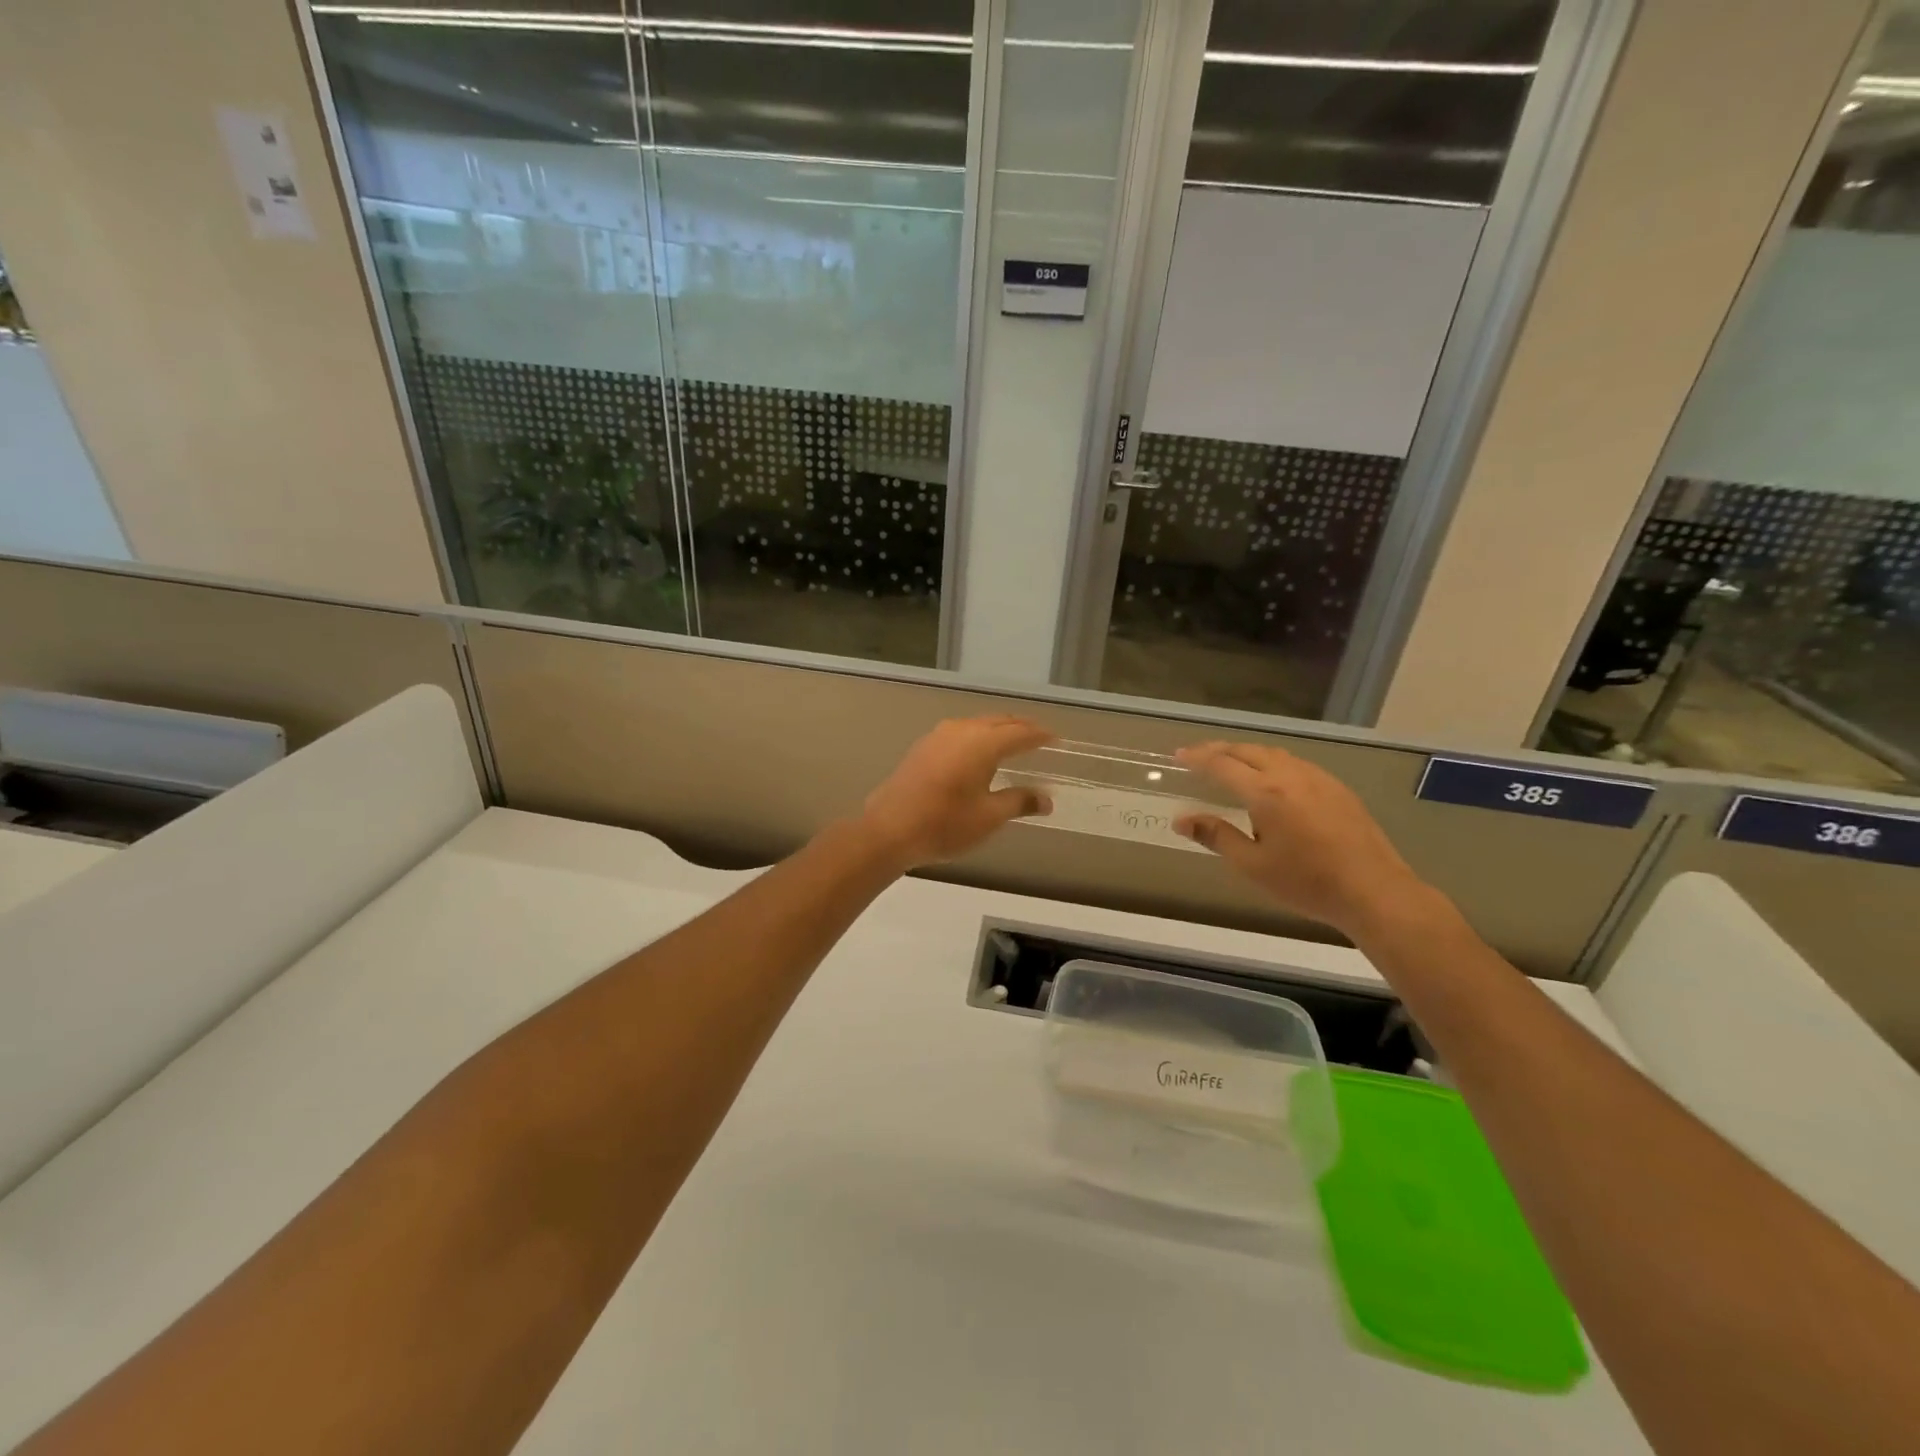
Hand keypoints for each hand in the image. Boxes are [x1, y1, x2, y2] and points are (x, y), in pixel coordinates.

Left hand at [860, 716, 1054, 869]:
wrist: (888, 829)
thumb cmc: (944, 824)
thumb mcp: (988, 817)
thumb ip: (1019, 801)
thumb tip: (1046, 799)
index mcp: (982, 743)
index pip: (1020, 732)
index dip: (1041, 735)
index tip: (1057, 740)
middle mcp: (961, 730)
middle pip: (999, 721)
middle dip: (1021, 728)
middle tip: (1039, 738)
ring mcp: (938, 736)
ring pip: (978, 724)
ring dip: (998, 730)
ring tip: (1013, 743)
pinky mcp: (923, 746)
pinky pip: (960, 732)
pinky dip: (978, 736)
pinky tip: (979, 753)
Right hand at [1172, 741, 1433, 938]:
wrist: (1373, 890)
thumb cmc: (1307, 882)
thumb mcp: (1252, 865)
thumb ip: (1216, 836)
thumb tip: (1181, 819)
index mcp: (1265, 793)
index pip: (1222, 765)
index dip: (1197, 758)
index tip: (1178, 756)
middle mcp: (1290, 775)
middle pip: (1247, 751)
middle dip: (1219, 750)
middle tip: (1198, 756)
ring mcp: (1317, 778)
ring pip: (1273, 753)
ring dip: (1246, 753)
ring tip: (1230, 763)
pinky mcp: (1336, 787)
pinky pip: (1295, 763)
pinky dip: (1271, 761)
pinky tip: (1271, 778)